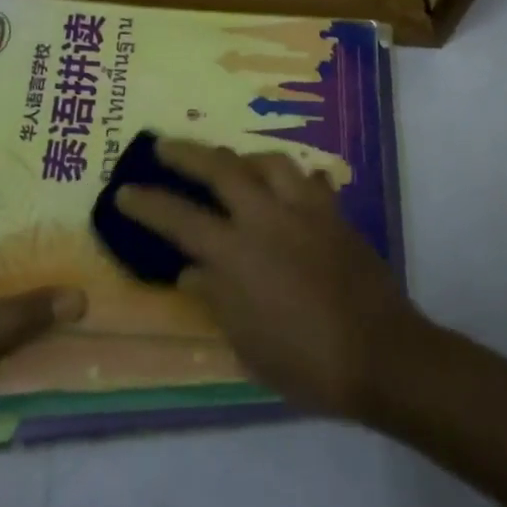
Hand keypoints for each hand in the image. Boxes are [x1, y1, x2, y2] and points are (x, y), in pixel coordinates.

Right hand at [114, 140, 429, 418]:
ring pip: (268, 161)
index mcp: (238, 254)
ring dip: (241, 158)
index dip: (147, 204)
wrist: (382, 354)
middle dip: (187, 153)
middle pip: (221, 168)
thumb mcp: (248, 344)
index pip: (180, 219)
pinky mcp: (334, 213)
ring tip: (230, 163)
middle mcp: (268, 218)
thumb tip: (189, 271)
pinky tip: (286, 188)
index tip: (124, 191)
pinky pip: (308, 179)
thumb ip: (216, 299)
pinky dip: (289, 178)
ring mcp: (305, 209)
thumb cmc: (308, 362)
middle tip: (165, 145)